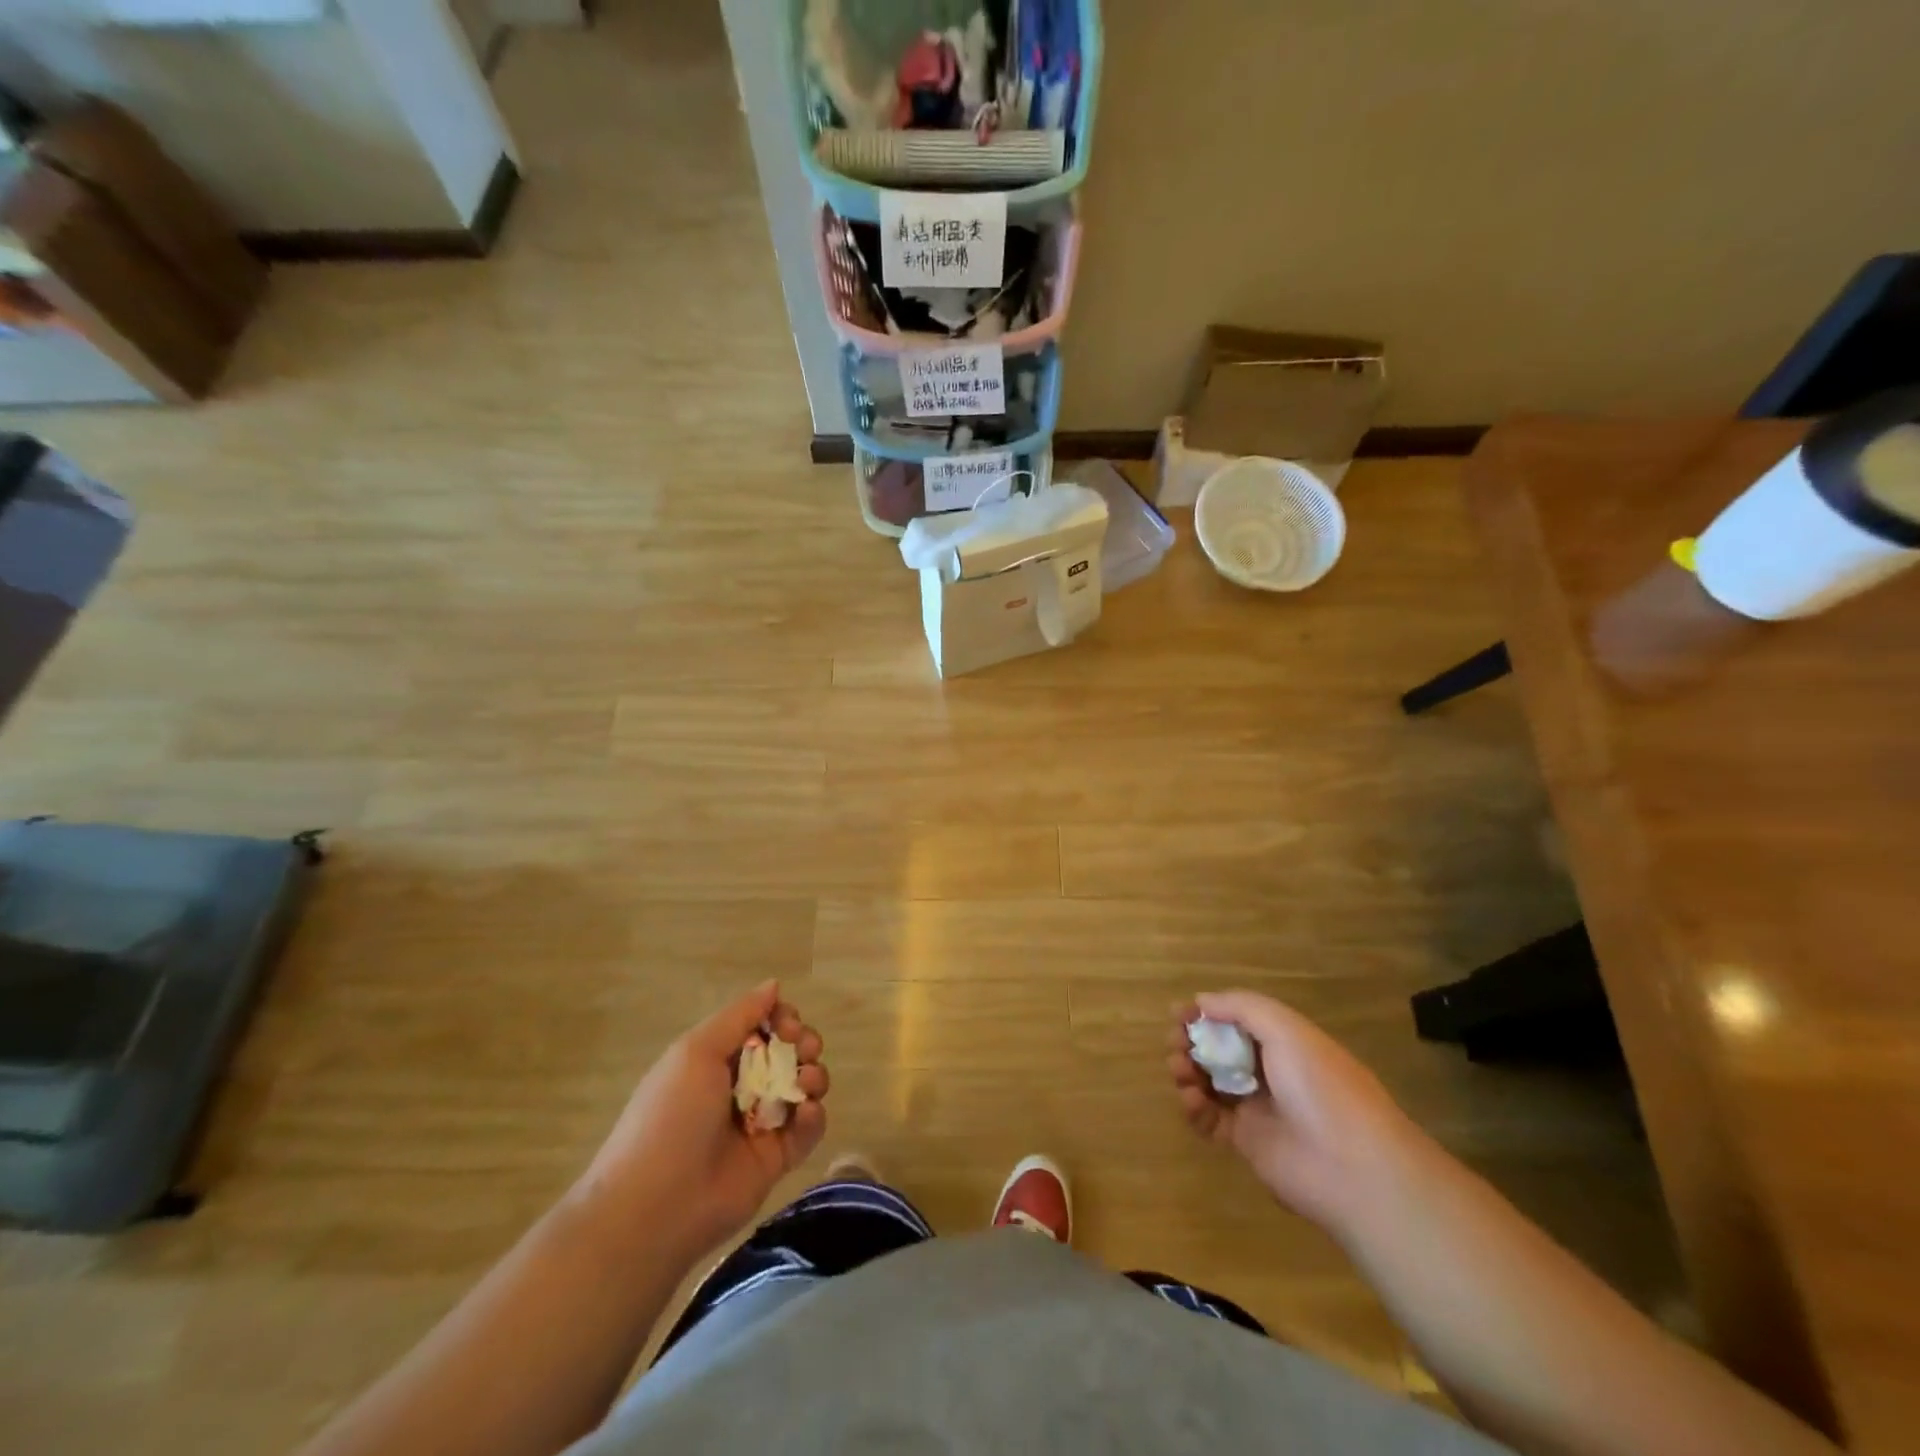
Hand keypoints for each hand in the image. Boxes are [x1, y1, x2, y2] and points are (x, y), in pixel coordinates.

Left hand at [575, 981, 828, 1259]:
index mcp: (717, 1060)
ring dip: (814, 1076)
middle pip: (788, 1053)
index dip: (782, 1019)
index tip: (787, 1025)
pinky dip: (815, 1117)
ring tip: (806, 1083)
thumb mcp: (696, 1052)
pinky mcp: (777, 1159)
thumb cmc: (671, 1116)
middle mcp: (741, 1087)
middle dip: (804, 1043)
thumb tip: (774, 985)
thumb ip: (739, 1016)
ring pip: (803, 1088)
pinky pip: (807, 1130)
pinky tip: (808, 1112)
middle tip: (804, 1049)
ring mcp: (760, 1124)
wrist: (655, 1206)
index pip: (762, 1026)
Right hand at [1167, 990, 1422, 1233]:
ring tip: (1180, 1071)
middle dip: (1192, 1042)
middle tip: (1175, 1043)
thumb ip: (1241, 1007)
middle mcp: (1270, 1071)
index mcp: (1284, 1041)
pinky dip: (1194, 1108)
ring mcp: (1258, 1107)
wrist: (1353, 1167)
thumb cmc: (1321, 1086)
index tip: (1179, 1014)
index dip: (1207, 1014)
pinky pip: (1210, 1120)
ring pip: (1211, 1082)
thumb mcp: (1286, 1029)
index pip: (1236, 1020)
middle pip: (1219, 1049)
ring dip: (1188, 1071)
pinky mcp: (1247, 1142)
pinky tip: (1191, 1100)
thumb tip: (1202, 1001)